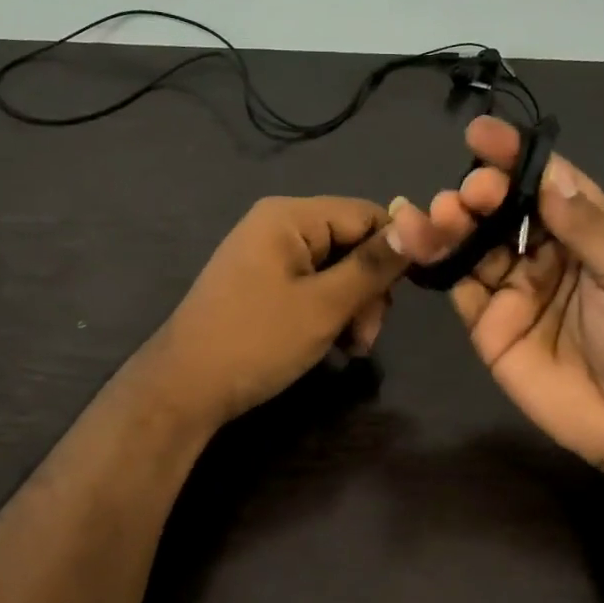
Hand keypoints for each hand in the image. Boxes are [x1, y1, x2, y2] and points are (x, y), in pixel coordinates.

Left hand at [147, 196, 406, 429]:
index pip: (366, 214)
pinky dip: (328, 314)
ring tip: (350, 349)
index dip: (395, 251)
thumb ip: (372, 266)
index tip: (404, 297)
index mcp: (289, 216)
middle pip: (351, 243)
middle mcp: (277, 226)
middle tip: (366, 337)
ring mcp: (266, 256)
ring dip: (352, 308)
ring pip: (335, 270)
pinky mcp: (261, 285)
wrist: (184, 388)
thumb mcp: (324, 306)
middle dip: (369, 290)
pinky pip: (311, 287)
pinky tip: (333, 345)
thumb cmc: (256, 341)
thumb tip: (419, 227)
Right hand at [391, 117, 603, 474]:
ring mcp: (511, 287)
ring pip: (471, 242)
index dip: (514, 156)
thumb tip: (546, 178)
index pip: (544, 182)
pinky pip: (456, 284)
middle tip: (469, 192)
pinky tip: (415, 238)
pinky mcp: (485, 323)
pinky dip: (433, 260)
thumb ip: (590, 226)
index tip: (480, 135)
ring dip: (450, 221)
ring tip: (437, 212)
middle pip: (501, 209)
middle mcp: (543, 251)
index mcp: (585, 229)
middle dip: (479, 191)